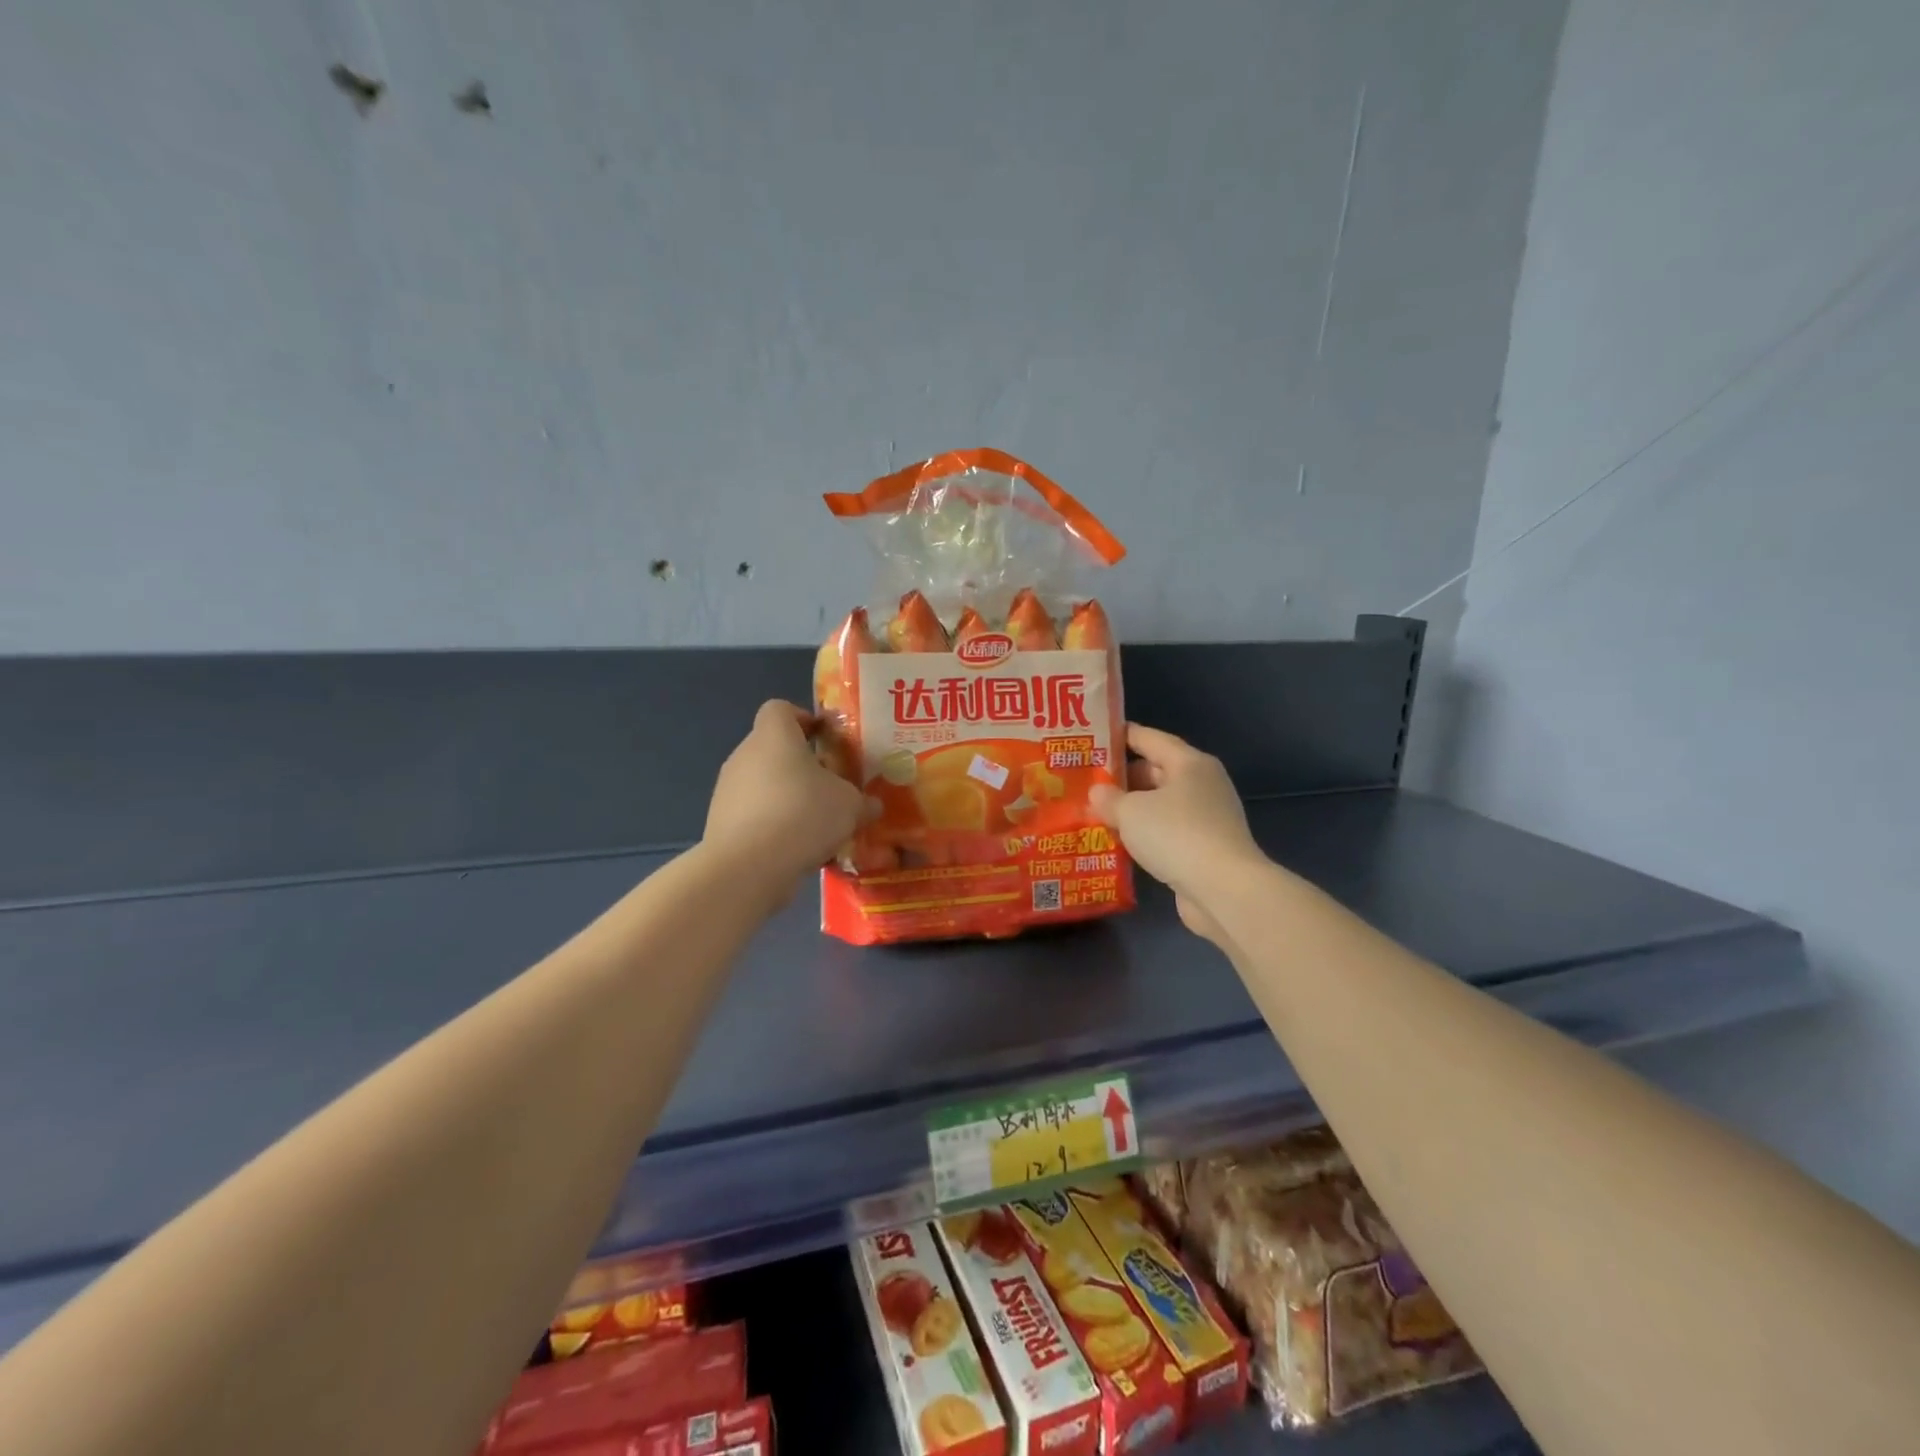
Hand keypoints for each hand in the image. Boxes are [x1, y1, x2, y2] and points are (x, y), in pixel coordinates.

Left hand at [704, 701, 863, 897]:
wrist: (748, 867)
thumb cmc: (803, 815)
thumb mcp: (850, 805)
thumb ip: (862, 800)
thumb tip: (871, 805)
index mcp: (774, 736)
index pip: (781, 709)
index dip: (804, 719)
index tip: (826, 740)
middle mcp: (744, 755)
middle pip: (774, 750)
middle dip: (802, 768)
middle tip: (830, 789)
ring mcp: (727, 790)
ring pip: (764, 785)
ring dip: (788, 799)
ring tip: (816, 827)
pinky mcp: (720, 823)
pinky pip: (754, 816)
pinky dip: (773, 827)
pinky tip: (796, 850)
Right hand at [1090, 723, 1264, 943]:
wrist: (1223, 890)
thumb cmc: (1176, 834)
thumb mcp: (1130, 811)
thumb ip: (1108, 798)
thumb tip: (1097, 792)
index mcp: (1190, 763)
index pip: (1150, 738)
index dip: (1121, 736)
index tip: (1094, 737)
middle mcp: (1202, 784)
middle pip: (1155, 771)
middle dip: (1122, 778)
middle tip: (1087, 782)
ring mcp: (1207, 817)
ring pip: (1160, 805)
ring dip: (1132, 810)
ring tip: (1096, 813)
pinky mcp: (1205, 848)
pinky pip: (1167, 831)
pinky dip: (1145, 834)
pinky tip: (1119, 843)